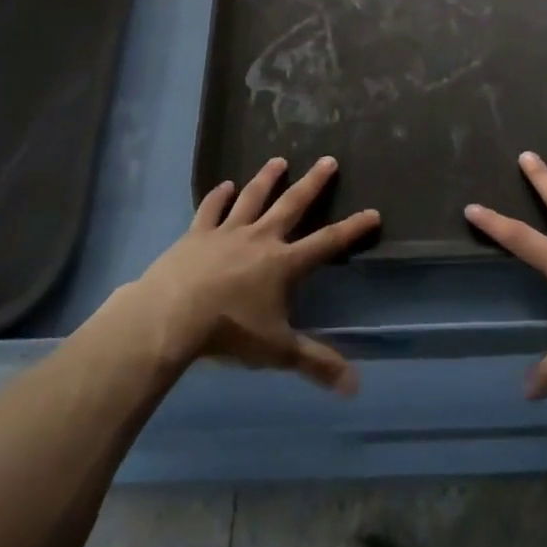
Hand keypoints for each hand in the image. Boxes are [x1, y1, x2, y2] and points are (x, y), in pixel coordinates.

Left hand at [126, 156, 379, 393]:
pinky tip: (223, 185)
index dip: (352, 229)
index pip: (327, 243)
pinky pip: (211, 209)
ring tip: (278, 160)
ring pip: (252, 197)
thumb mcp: (277, 350)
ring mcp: (227, 232)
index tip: (373, 212)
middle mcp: (260, 238)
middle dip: (313, 183)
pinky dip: (218, 196)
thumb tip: (355, 387)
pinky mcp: (197, 234)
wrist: (173, 314)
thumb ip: (316, 363)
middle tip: (328, 160)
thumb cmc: (230, 331)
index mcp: (283, 263)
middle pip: (292, 204)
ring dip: (266, 179)